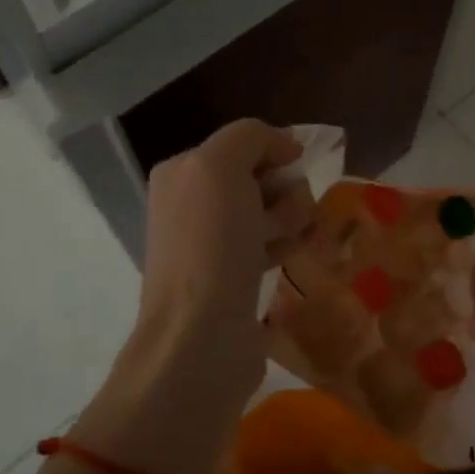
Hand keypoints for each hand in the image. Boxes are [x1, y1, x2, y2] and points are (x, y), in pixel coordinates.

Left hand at [77, 121, 313, 473]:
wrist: (200, 337)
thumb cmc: (211, 244)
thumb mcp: (220, 167)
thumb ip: (249, 136)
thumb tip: (286, 146)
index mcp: (182, 171)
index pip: (245, 141)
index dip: (276, 153)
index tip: (292, 173)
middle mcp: (191, 202)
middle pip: (261, 177)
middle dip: (283, 192)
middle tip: (280, 218)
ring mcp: (211, 242)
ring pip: (271, 211)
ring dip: (288, 221)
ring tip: (283, 244)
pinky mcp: (232, 276)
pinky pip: (271, 244)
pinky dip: (283, 246)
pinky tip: (285, 260)